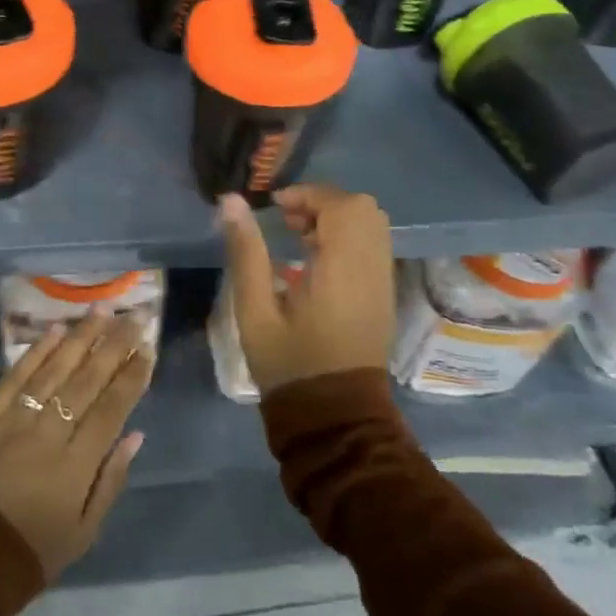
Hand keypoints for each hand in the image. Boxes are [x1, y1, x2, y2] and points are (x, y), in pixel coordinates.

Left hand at [0, 313, 151, 580]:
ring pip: (54, 368)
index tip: (148, 349)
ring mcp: (14, 419)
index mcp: (76, 465)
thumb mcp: (81, 534)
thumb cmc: (26, 554)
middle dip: (115, 345)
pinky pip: (15, 376)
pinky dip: (37, 351)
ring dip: (81, 336)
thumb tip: (135, 435)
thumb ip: (110, 481)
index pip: (113, 408)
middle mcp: (48, 432)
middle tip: (135, 317)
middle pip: (88, 379)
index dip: (133, 376)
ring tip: (103, 311)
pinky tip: (56, 330)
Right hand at [219, 185, 395, 393]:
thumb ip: (246, 252)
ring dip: (336, 217)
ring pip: (371, 224)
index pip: (341, 206)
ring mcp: (383, 282)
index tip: (276, 207)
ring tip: (299, 236)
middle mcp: (372, 269)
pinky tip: (317, 258)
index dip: (308, 195)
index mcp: (343, 270)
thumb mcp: (255, 311)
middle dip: (323, 202)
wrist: (335, 420)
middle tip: (288, 220)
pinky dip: (348, 236)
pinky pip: (373, 245)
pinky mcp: (384, 295)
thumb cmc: (289, 366)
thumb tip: (231, 200)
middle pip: (362, 208)